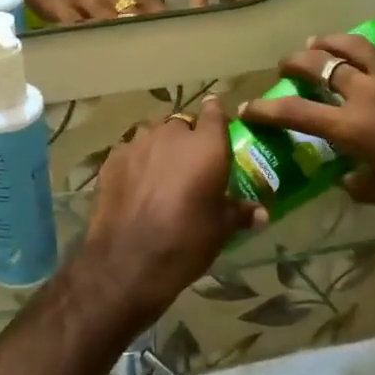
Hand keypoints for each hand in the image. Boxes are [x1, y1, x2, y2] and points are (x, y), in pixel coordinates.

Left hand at [77, 98, 260, 331]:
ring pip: (154, 133)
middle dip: (188, 136)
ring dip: (161, 145)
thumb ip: (239, 212)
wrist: (127, 261)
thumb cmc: (185, 242)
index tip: (219, 122)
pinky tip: (136, 181)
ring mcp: (138, 143)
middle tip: (191, 161)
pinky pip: (131, 149)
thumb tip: (261, 213)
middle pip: (182, 122)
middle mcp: (172, 135)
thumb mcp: (220, 230)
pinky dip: (137, 159)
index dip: (217, 114)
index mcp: (205, 146)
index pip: (215, 112)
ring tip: (162, 169)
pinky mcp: (113, 158)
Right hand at [237, 14, 374, 229]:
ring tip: (322, 41)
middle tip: (289, 64)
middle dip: (298, 62)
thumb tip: (347, 174)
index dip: (267, 109)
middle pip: (322, 66)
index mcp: (353, 127)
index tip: (249, 107)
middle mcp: (370, 93)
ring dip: (336, 41)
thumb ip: (357, 182)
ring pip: (359, 45)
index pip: (296, 113)